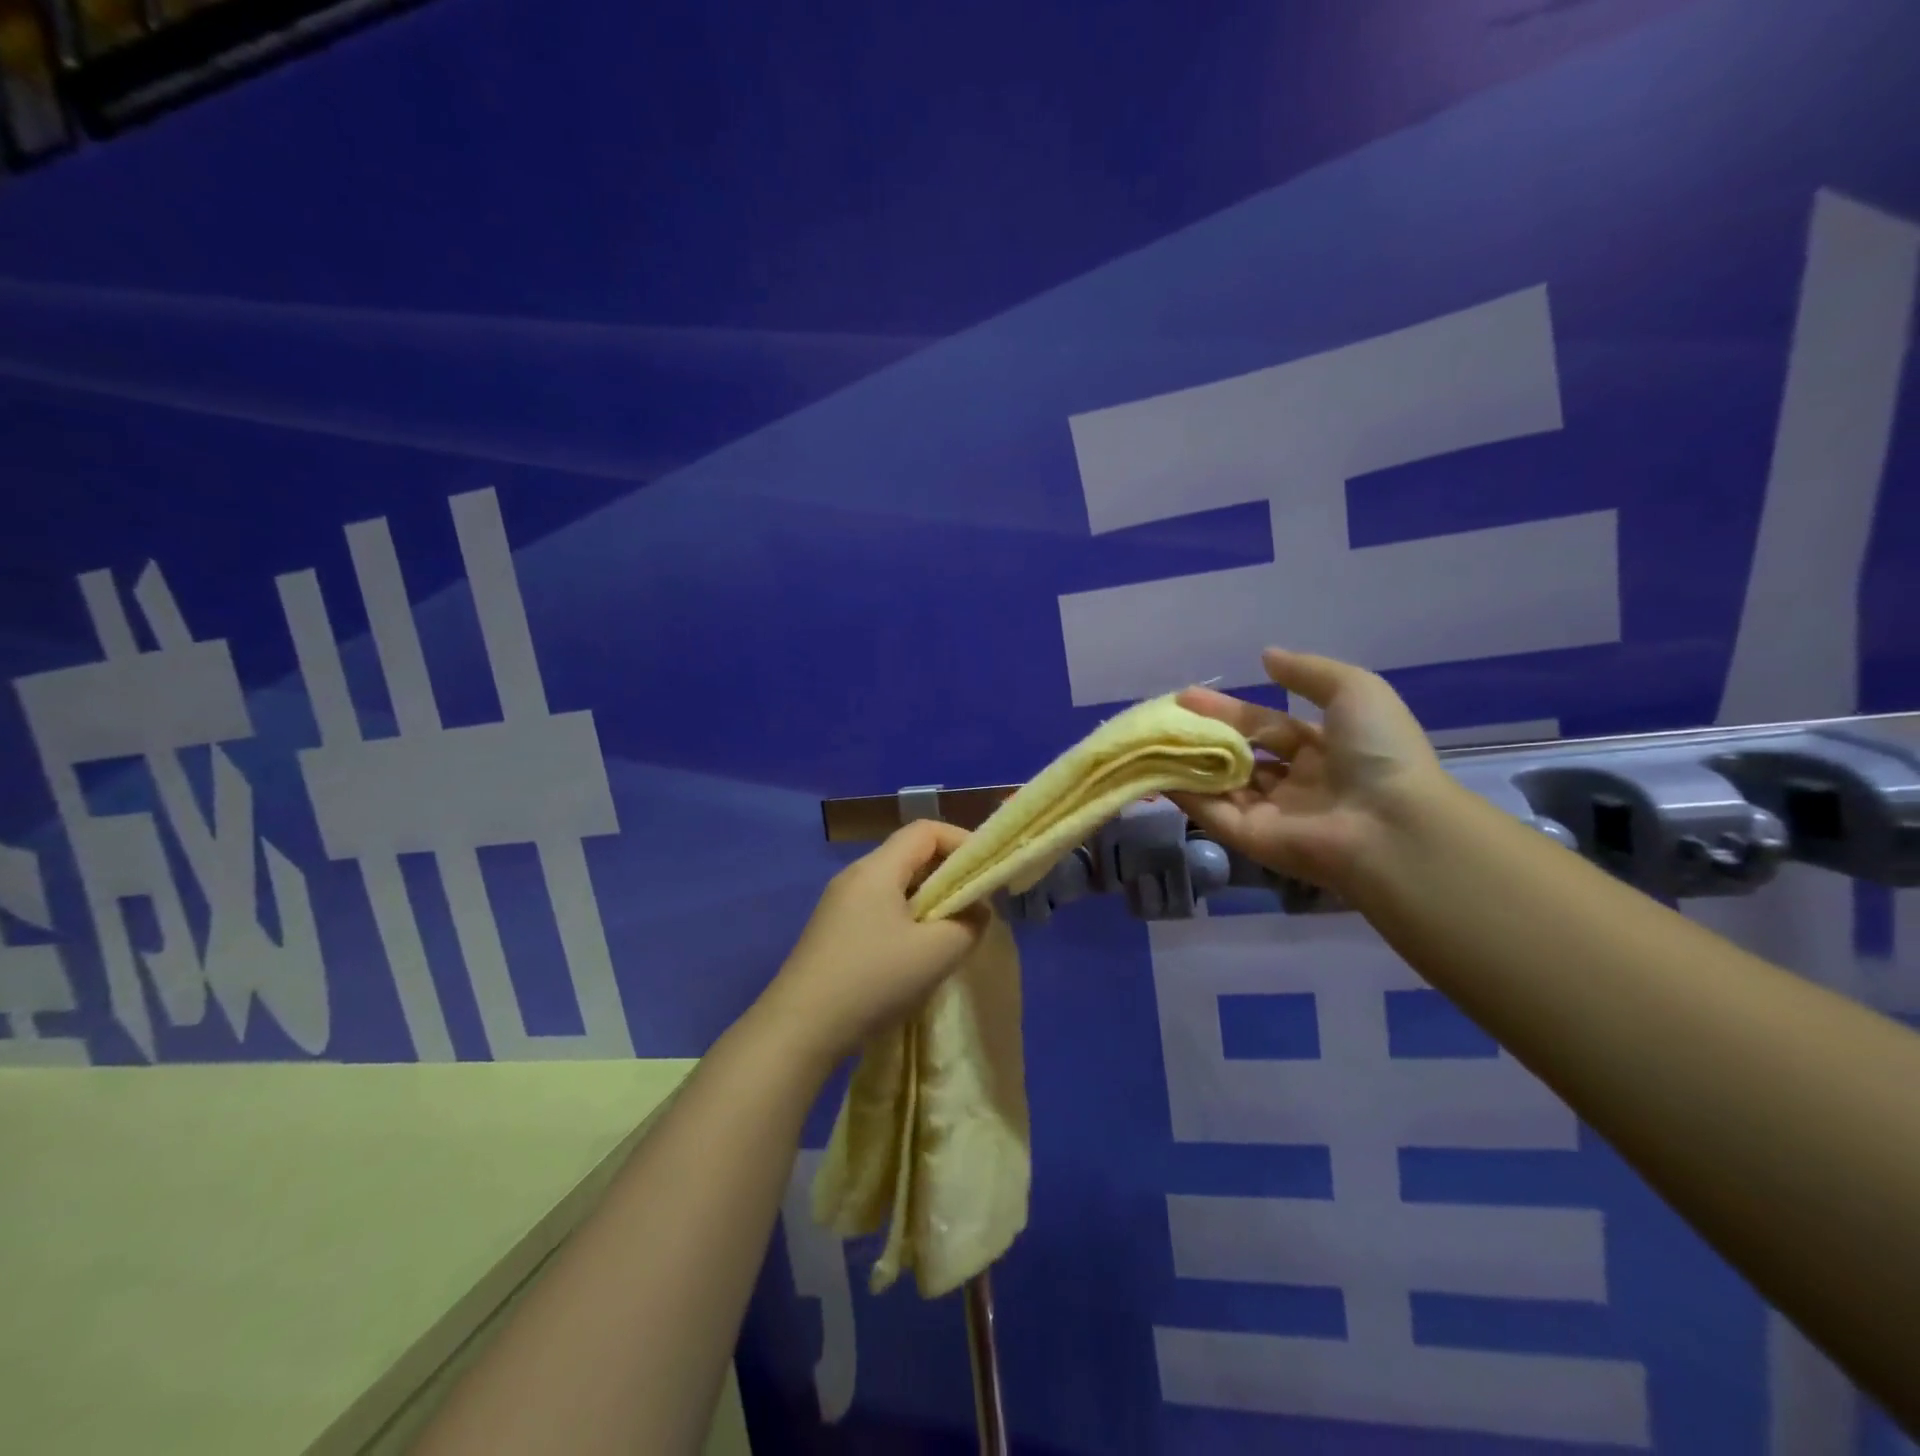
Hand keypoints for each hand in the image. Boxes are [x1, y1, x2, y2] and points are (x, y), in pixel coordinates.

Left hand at [756, 820, 988, 1065]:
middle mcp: (855, 876)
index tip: (986, 870)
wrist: (799, 1029)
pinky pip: (878, 909)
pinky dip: (906, 919)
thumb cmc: (873, 980)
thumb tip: (976, 910)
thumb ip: (970, 924)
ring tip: (948, 934)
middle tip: (973, 906)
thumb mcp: (936, 953)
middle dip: (947, 874)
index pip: (925, 830)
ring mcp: (838, 904)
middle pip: (909, 855)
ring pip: (894, 885)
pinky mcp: (831, 931)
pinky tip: (913, 955)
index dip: (962, 841)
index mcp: (877, 869)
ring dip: (928, 901)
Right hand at [1170, 648, 1449, 889]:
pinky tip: (1155, 771)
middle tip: (1165, 716)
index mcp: (1324, 750)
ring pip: (1221, 785)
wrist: (1391, 825)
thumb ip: (1307, 672)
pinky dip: (1184, 794)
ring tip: (1152, 738)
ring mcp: (1272, 814)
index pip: (1266, 726)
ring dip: (1189, 763)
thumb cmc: (1379, 752)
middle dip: (1204, 735)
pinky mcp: (1251, 839)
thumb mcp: (1355, 691)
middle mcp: (1296, 783)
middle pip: (1239, 755)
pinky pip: (1212, 812)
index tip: (1188, 696)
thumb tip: (1266, 656)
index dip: (1229, 710)